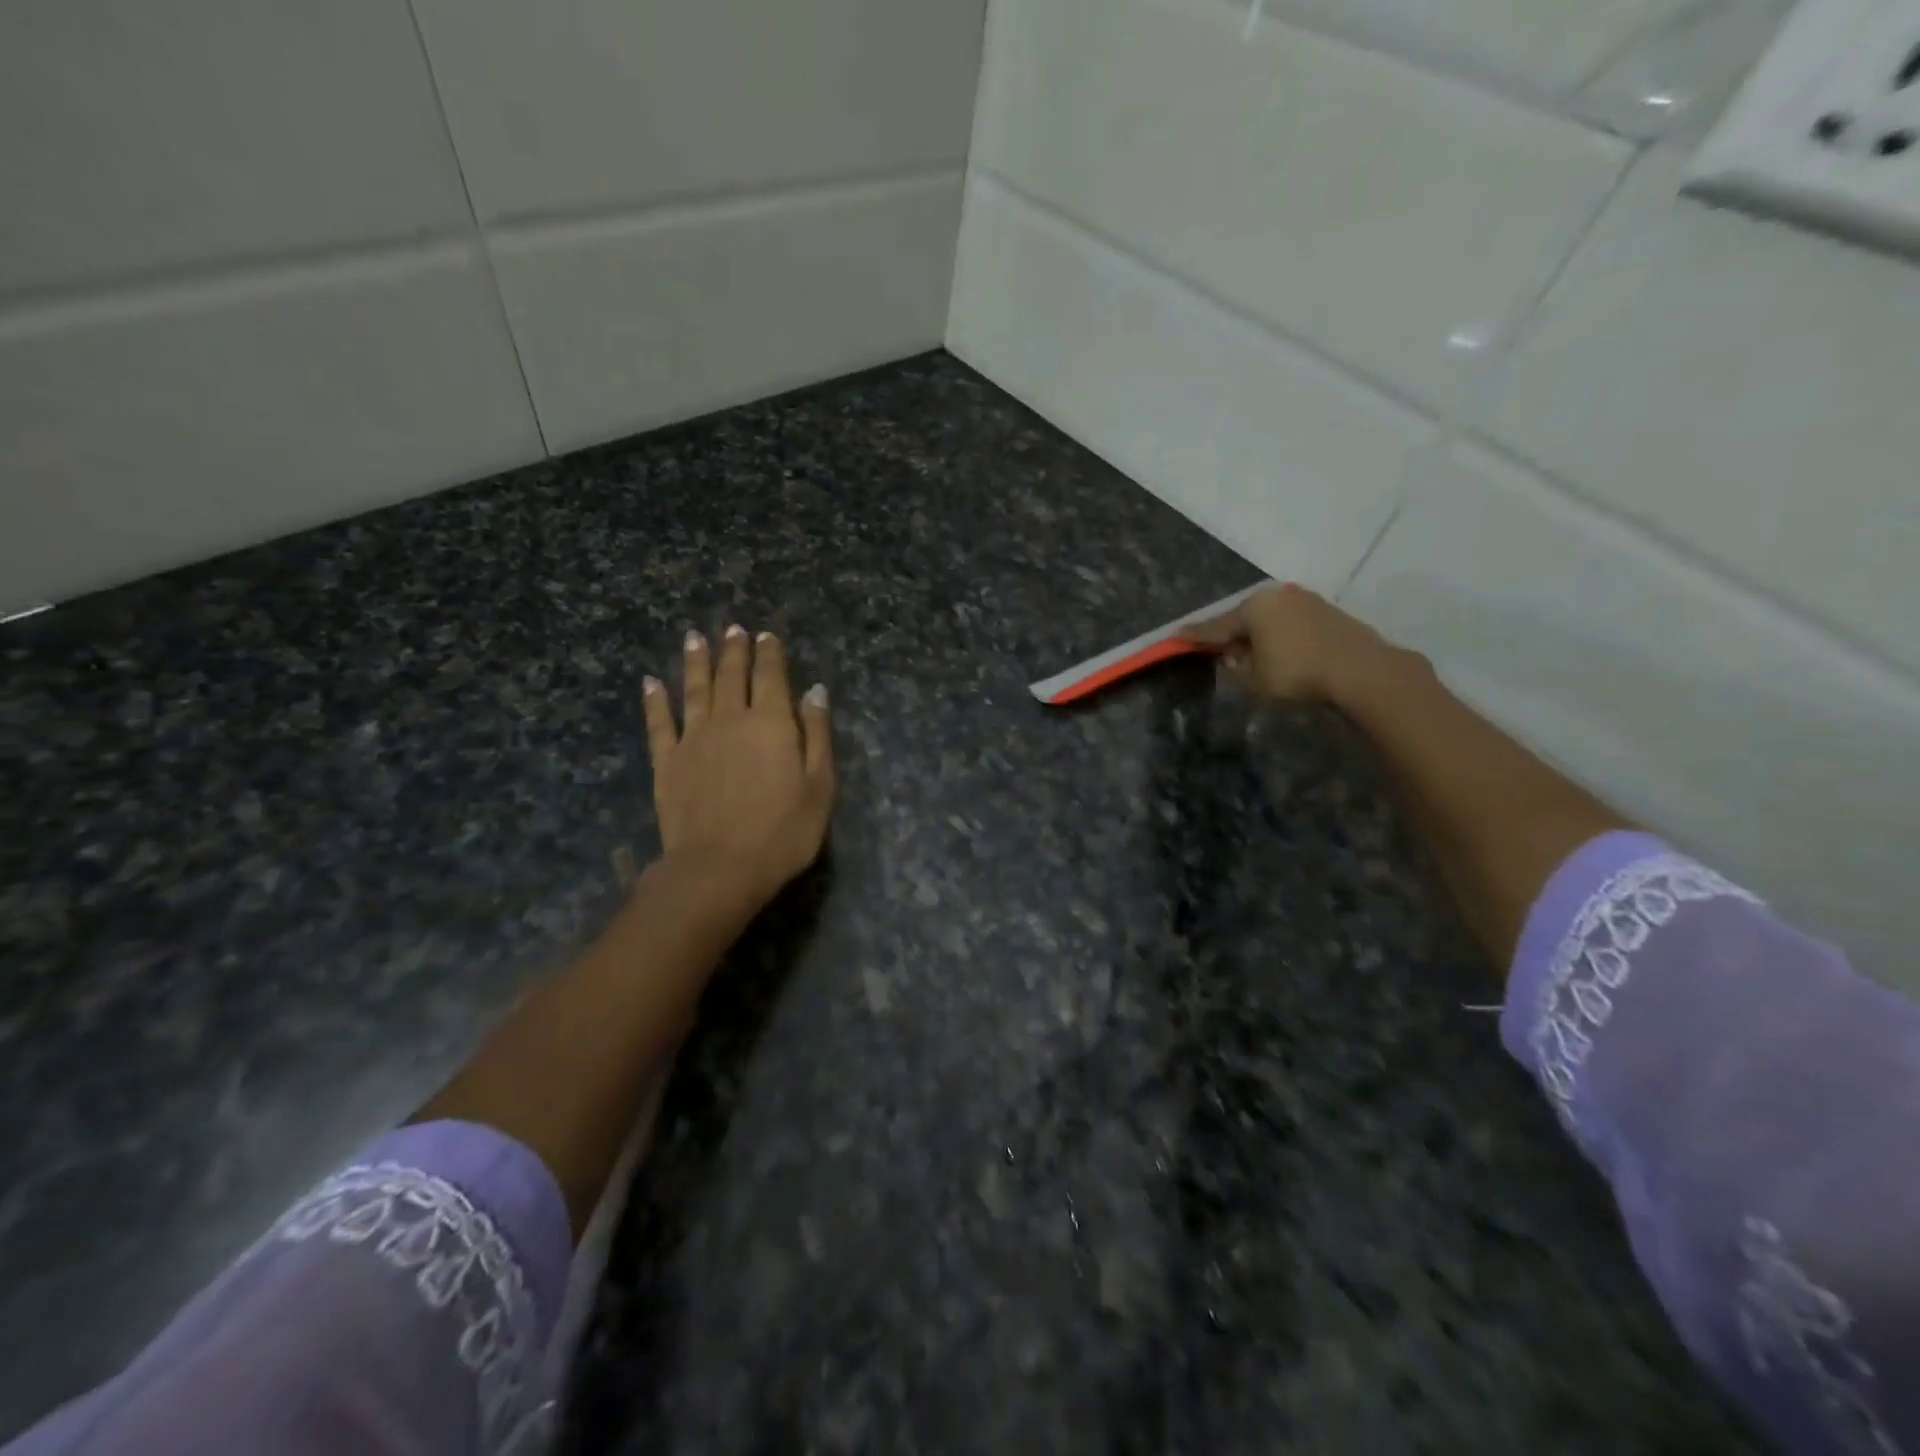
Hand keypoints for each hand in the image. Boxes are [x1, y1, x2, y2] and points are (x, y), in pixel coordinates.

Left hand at [642, 625, 836, 915]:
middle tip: (733, 629)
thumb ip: (817, 735)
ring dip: (696, 661)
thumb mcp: (820, 786)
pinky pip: (659, 722)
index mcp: (771, 723)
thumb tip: (815, 692)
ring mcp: (694, 738)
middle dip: (734, 650)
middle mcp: (730, 719)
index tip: (766, 635)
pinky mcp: (667, 761)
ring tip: (695, 638)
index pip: (771, 676)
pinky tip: (651, 682)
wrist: (719, 867)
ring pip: (694, 689)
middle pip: (732, 676)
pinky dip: (655, 700)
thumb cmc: (783, 832)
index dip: (770, 654)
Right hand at [1186, 584, 1387, 703]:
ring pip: (1269, 619)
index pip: (1216, 625)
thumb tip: (1233, 656)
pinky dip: (1279, 635)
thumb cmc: (1297, 673)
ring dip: (1258, 635)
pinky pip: (1290, 623)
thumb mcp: (1255, 678)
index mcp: (1253, 607)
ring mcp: (1305, 600)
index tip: (1176, 635)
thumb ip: (1237, 667)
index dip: (1195, 635)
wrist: (1360, 669)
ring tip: (1251, 654)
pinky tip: (1280, 651)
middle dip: (1231, 634)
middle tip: (1217, 649)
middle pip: (1244, 617)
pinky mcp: (1326, 611)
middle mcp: (1276, 596)